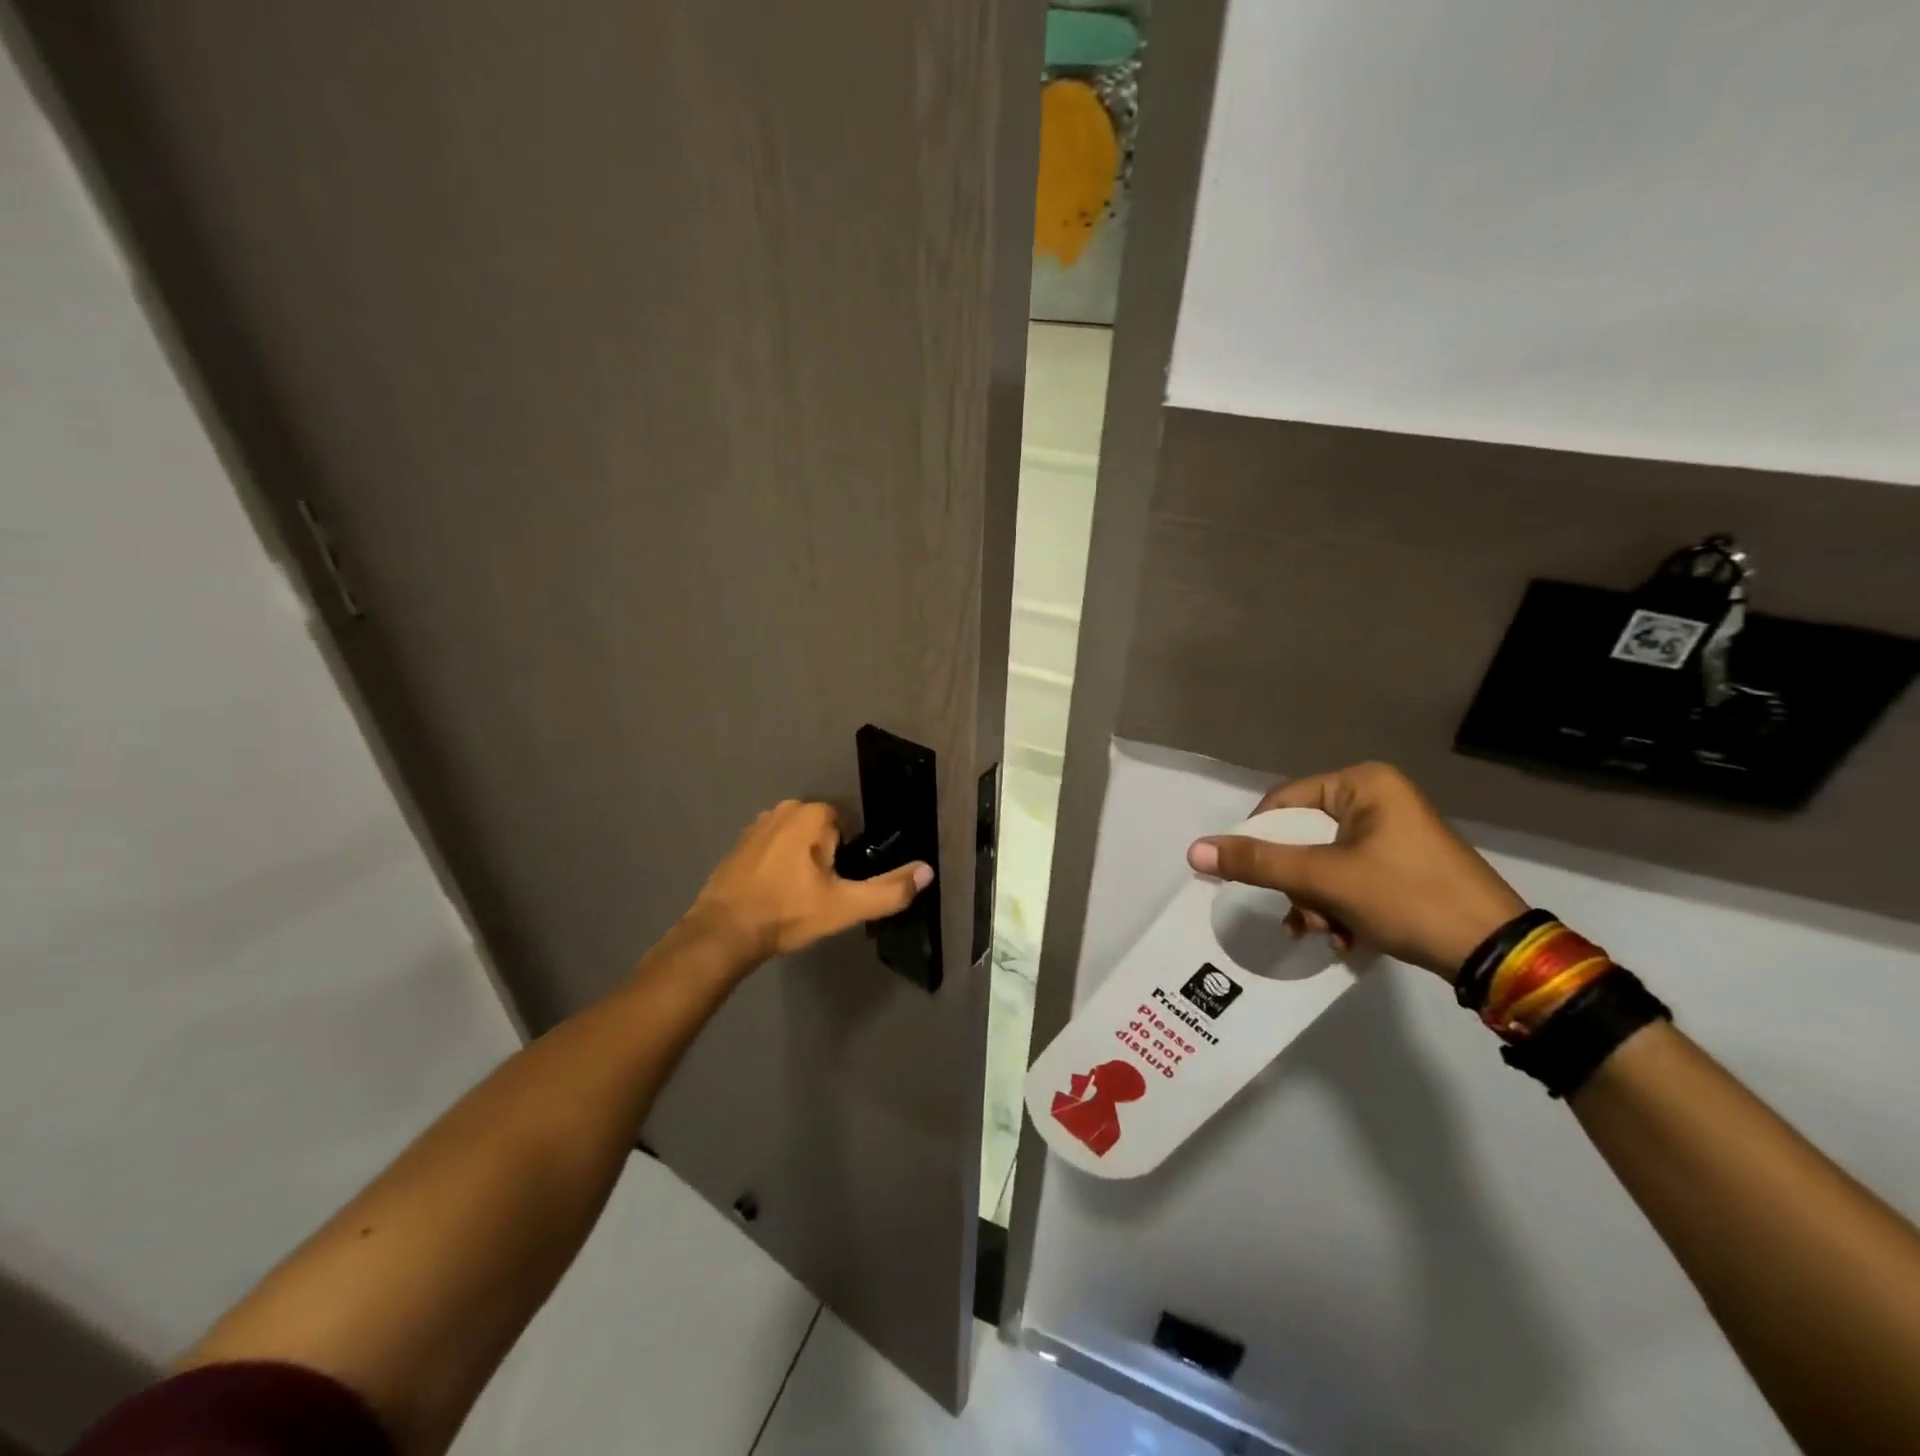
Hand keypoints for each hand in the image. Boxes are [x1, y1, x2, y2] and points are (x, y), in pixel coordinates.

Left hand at [688, 800, 932, 964]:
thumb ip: (889, 890)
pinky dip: (777, 866)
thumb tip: (928, 871)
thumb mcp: (845, 906)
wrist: (723, 933)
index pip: (847, 827)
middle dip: (824, 859)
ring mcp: (757, 824)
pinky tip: (772, 894)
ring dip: (800, 862)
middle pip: (823, 832)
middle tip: (815, 894)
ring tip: (793, 897)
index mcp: (811, 814)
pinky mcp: (739, 843)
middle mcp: (784, 808)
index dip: (845, 858)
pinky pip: (773, 848)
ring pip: (798, 841)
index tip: (833, 885)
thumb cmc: (787, 913)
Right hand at [1186, 762, 1524, 980]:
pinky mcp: (1404, 864)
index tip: (1254, 880)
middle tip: (1300, 917)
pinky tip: (1344, 938)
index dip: (1260, 841)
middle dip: (1295, 884)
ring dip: (1314, 902)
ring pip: (1322, 862)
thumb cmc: (1406, 897)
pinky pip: (1348, 876)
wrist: (1494, 953)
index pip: (1284, 802)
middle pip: (1302, 836)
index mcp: (1363, 784)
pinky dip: (1338, 907)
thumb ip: (1257, 863)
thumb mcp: (1323, 879)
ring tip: (1324, 933)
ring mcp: (1394, 832)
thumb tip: (1194, 851)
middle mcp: (1378, 799)